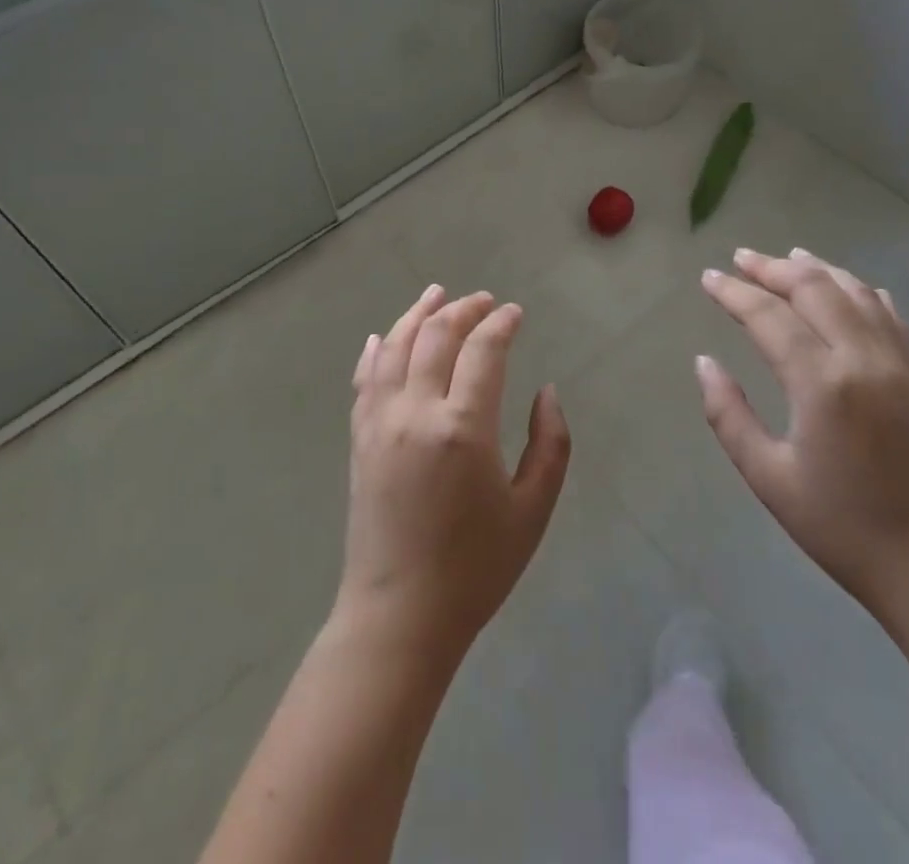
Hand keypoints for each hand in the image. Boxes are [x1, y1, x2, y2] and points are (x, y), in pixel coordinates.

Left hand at [334, 285, 571, 662]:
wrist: (399, 615)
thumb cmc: (475, 568)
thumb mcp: (532, 511)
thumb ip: (550, 445)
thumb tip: (546, 391)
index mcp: (463, 428)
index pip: (483, 350)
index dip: (501, 323)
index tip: (515, 312)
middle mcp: (416, 411)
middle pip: (437, 336)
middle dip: (464, 310)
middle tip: (484, 301)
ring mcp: (380, 420)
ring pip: (394, 345)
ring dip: (417, 314)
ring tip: (436, 294)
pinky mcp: (359, 437)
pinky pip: (364, 377)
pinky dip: (376, 349)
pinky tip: (383, 335)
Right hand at [697, 248, 908, 622]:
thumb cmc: (844, 529)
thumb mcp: (768, 478)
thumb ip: (728, 415)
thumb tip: (704, 363)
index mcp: (822, 384)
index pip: (768, 316)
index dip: (733, 292)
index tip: (708, 278)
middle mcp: (865, 359)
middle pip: (814, 289)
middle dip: (771, 268)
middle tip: (739, 259)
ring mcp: (902, 363)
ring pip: (855, 292)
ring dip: (816, 270)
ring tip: (786, 258)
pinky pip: (890, 314)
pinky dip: (860, 291)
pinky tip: (846, 289)